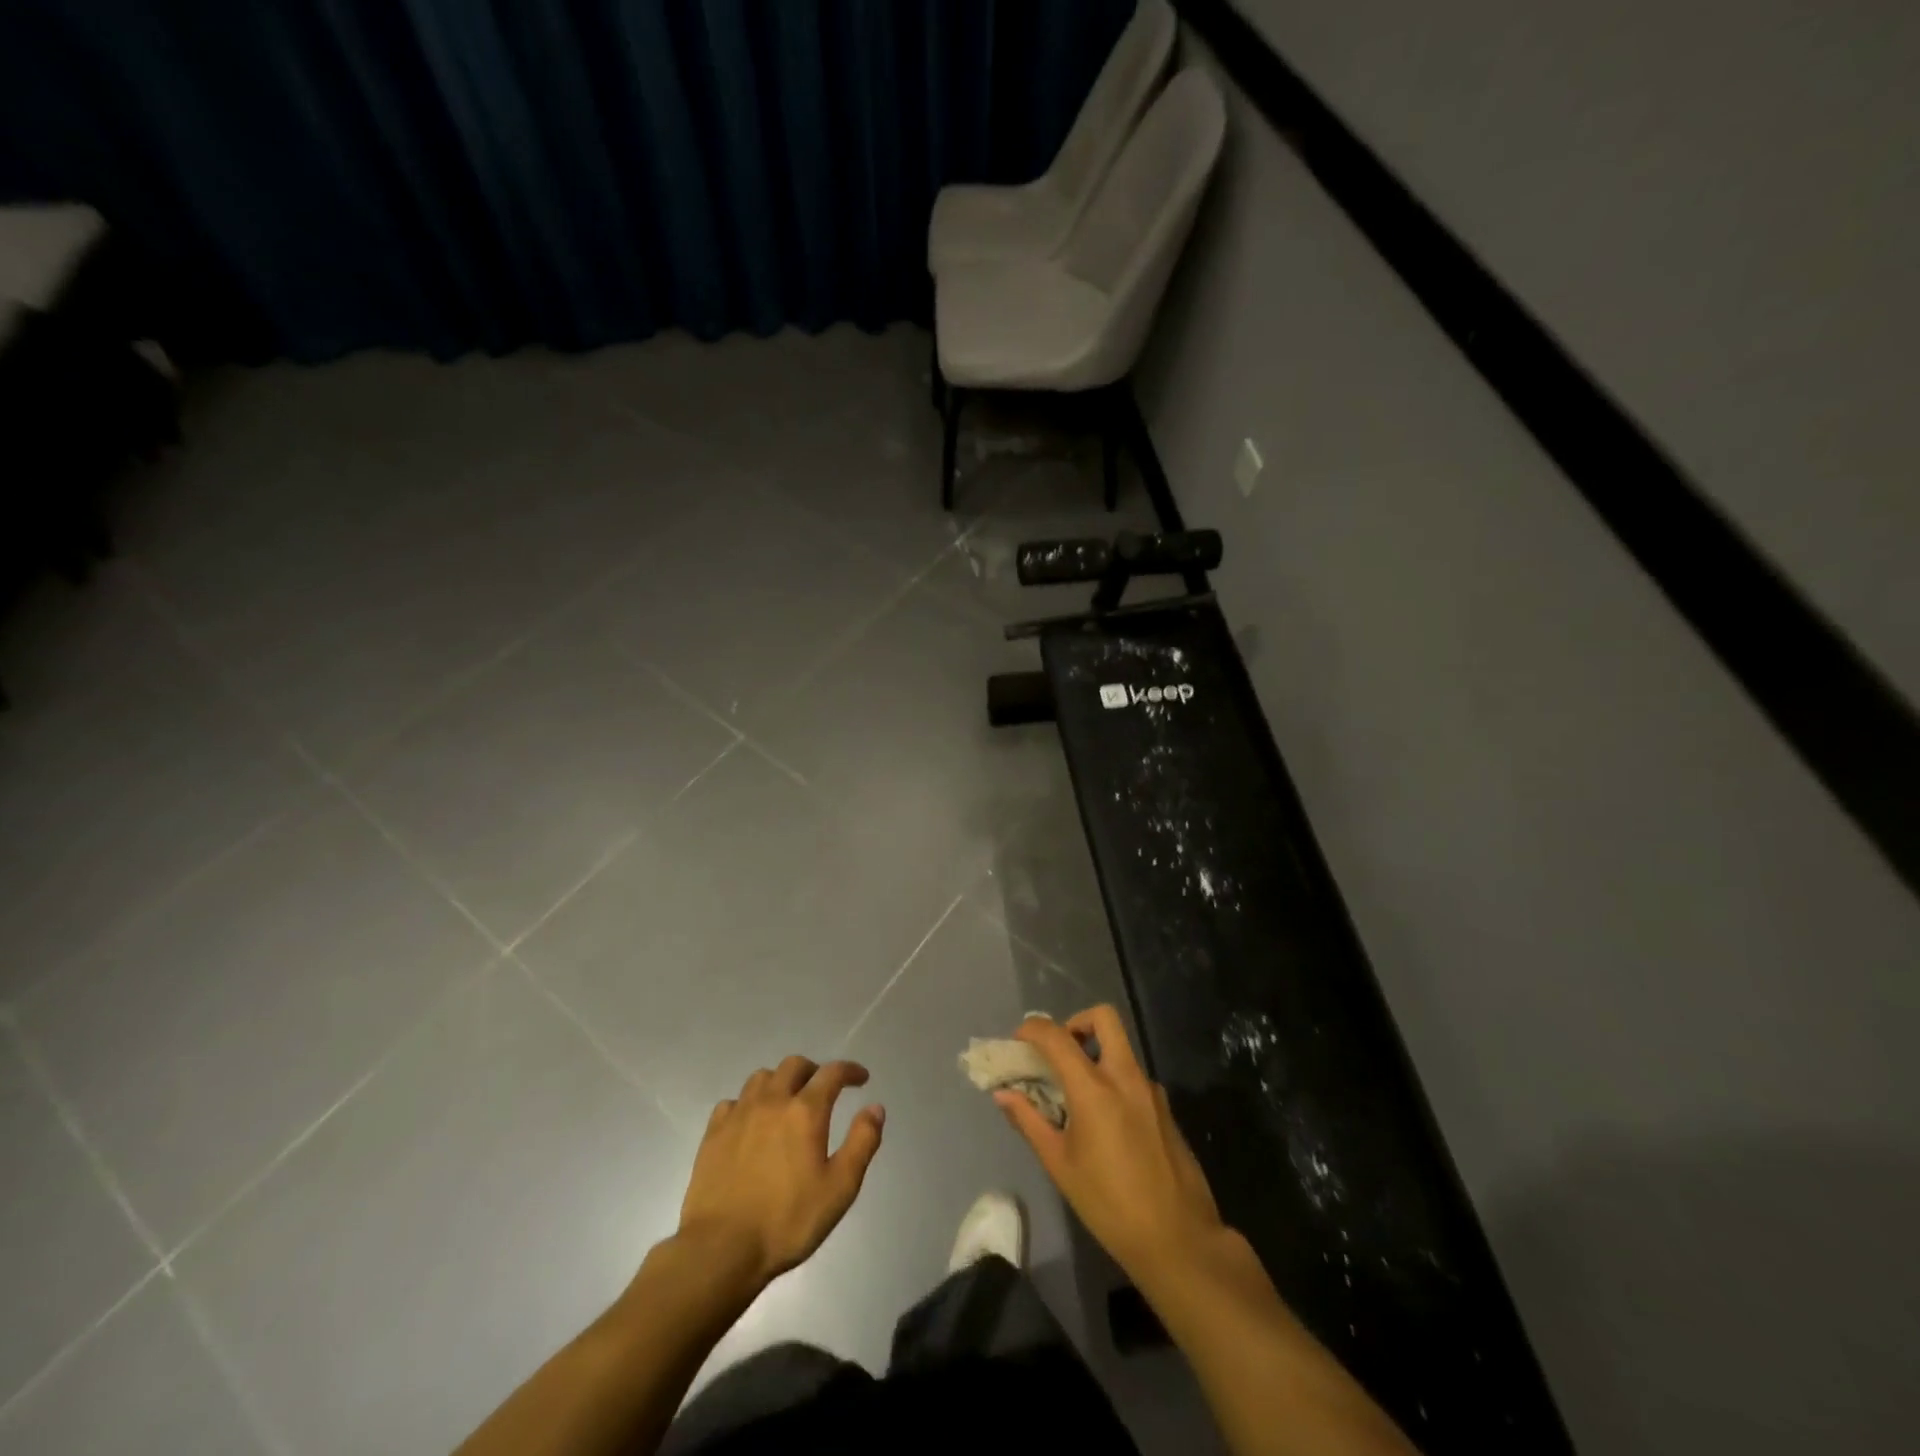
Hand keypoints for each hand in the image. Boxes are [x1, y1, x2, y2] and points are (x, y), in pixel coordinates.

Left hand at [677, 1057, 884, 1288]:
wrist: (721, 1249)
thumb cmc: (787, 1221)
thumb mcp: (840, 1188)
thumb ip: (862, 1143)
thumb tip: (875, 1108)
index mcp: (805, 1111)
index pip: (832, 1073)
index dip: (850, 1070)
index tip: (861, 1078)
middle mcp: (772, 1101)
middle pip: (794, 1065)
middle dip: (814, 1070)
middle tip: (822, 1090)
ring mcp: (739, 1114)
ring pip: (762, 1077)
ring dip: (780, 1081)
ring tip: (786, 1101)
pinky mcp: (713, 1133)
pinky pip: (733, 1101)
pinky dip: (747, 1103)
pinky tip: (750, 1122)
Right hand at [996, 1007, 1224, 1288]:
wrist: (1179, 1240)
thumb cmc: (1109, 1204)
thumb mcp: (1060, 1164)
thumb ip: (1029, 1121)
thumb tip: (1003, 1094)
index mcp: (1095, 1088)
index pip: (1057, 1036)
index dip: (1033, 1029)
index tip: (1019, 1041)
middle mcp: (1125, 1076)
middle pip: (1103, 1017)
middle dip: (1076, 1022)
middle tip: (1059, 1052)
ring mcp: (1151, 1090)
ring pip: (1120, 1048)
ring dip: (1095, 1054)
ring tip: (1076, 1095)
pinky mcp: (1165, 1108)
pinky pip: (1133, 1076)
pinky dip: (1113, 1080)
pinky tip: (1105, 1123)